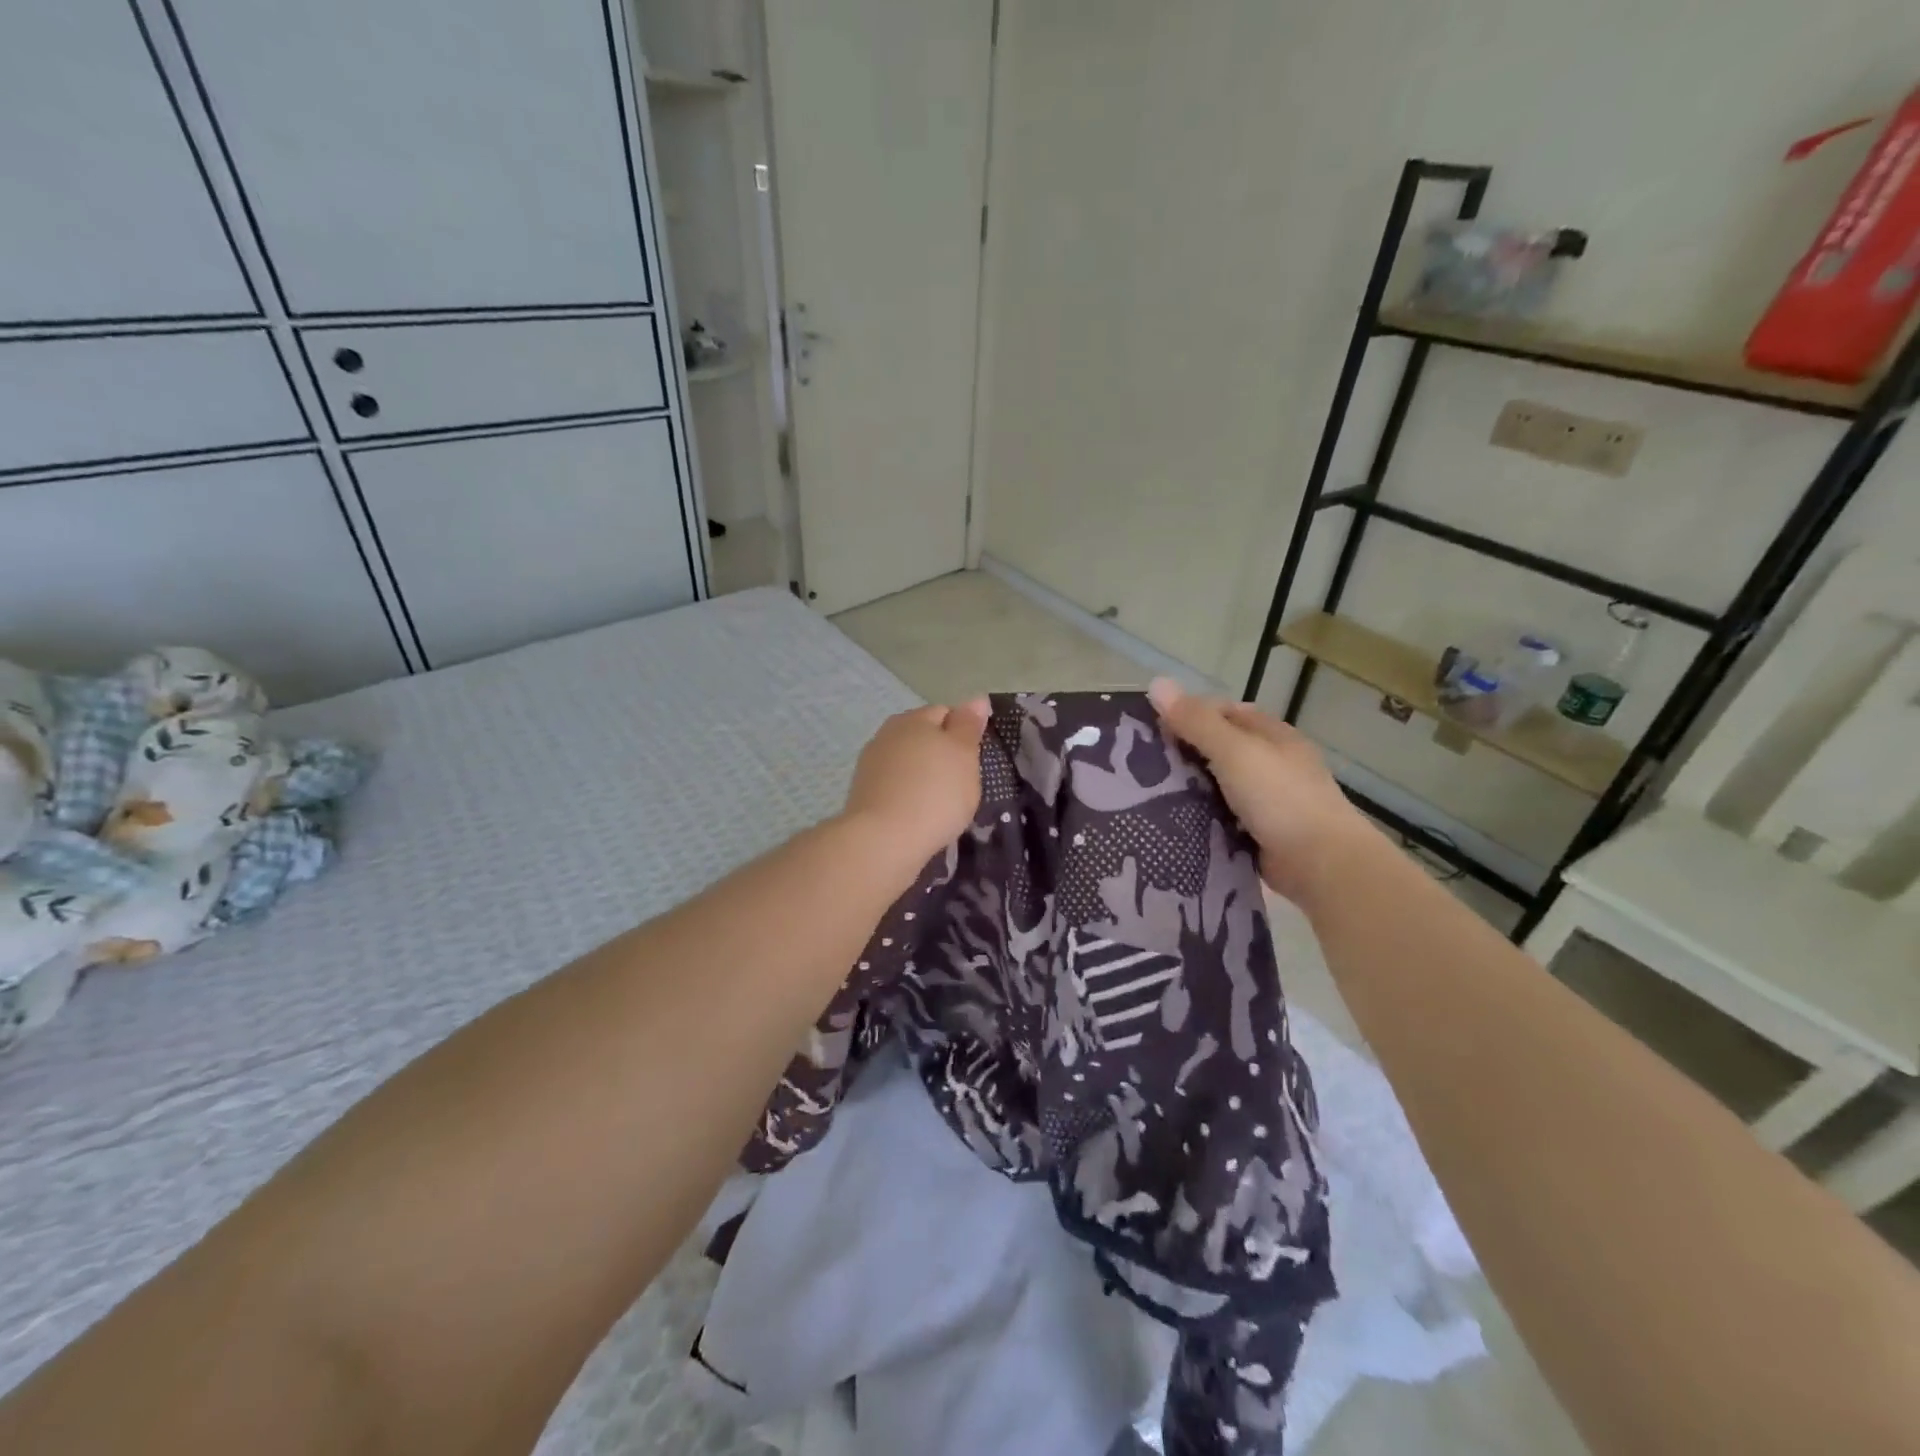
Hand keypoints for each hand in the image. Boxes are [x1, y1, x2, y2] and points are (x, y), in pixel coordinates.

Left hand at [842, 700, 990, 870]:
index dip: (963, 733)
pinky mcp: (863, 792)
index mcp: (914, 719)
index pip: (945, 713)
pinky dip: (908, 794)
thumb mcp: (964, 755)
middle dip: (941, 754)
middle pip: (923, 736)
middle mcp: (888, 733)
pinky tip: (918, 814)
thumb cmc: (935, 793)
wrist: (884, 841)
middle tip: (960, 783)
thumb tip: (977, 698)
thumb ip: (969, 725)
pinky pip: (895, 785)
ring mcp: (871, 763)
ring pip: (907, 762)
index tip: (974, 760)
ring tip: (940, 803)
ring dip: (923, 775)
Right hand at [1147, 678, 1376, 905]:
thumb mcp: (1234, 751)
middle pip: (1219, 749)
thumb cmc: (1280, 797)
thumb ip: (1196, 722)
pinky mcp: (1258, 833)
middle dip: (1184, 753)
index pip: (1224, 712)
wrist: (1321, 864)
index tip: (1151, 728)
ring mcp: (1267, 800)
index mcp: (1272, 735)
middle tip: (1141, 764)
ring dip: (1189, 788)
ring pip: (1217, 785)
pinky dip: (1200, 818)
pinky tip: (1171, 822)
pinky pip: (1220, 818)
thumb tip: (1156, 683)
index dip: (1189, 714)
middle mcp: (1271, 763)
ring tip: (1145, 793)